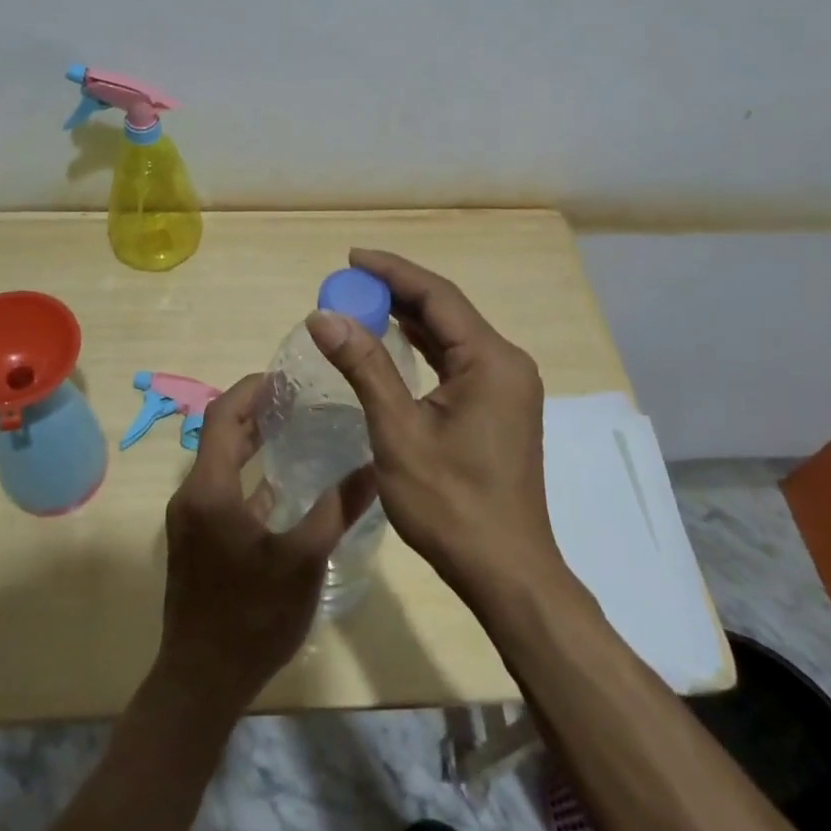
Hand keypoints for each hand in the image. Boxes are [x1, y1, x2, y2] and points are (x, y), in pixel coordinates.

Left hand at [155, 373, 377, 716]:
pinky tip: (282, 484)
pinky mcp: (196, 539)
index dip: (253, 389)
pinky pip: (220, 489)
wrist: (202, 681)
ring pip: (219, 462)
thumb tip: (374, 465)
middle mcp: (192, 494)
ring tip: (295, 428)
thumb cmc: (252, 616)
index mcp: (209, 488)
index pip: (224, 414)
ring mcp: (190, 518)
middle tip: (299, 397)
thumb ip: (337, 508)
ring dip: (251, 441)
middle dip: (255, 410)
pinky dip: (247, 475)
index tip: (287, 376)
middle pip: (220, 433)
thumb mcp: (304, 559)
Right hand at [305, 249, 558, 603]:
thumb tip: (324, 317)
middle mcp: (506, 362)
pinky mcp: (500, 406)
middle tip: (347, 282)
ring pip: (452, 335)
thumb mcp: (399, 432)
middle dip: (397, 292)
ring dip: (409, 318)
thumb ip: (364, 367)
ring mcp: (507, 385)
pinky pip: (458, 359)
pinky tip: (395, 341)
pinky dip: (424, 346)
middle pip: (446, 310)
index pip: (436, 296)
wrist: (506, 572)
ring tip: (363, 303)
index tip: (351, 257)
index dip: (392, 271)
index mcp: (490, 360)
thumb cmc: (451, 504)